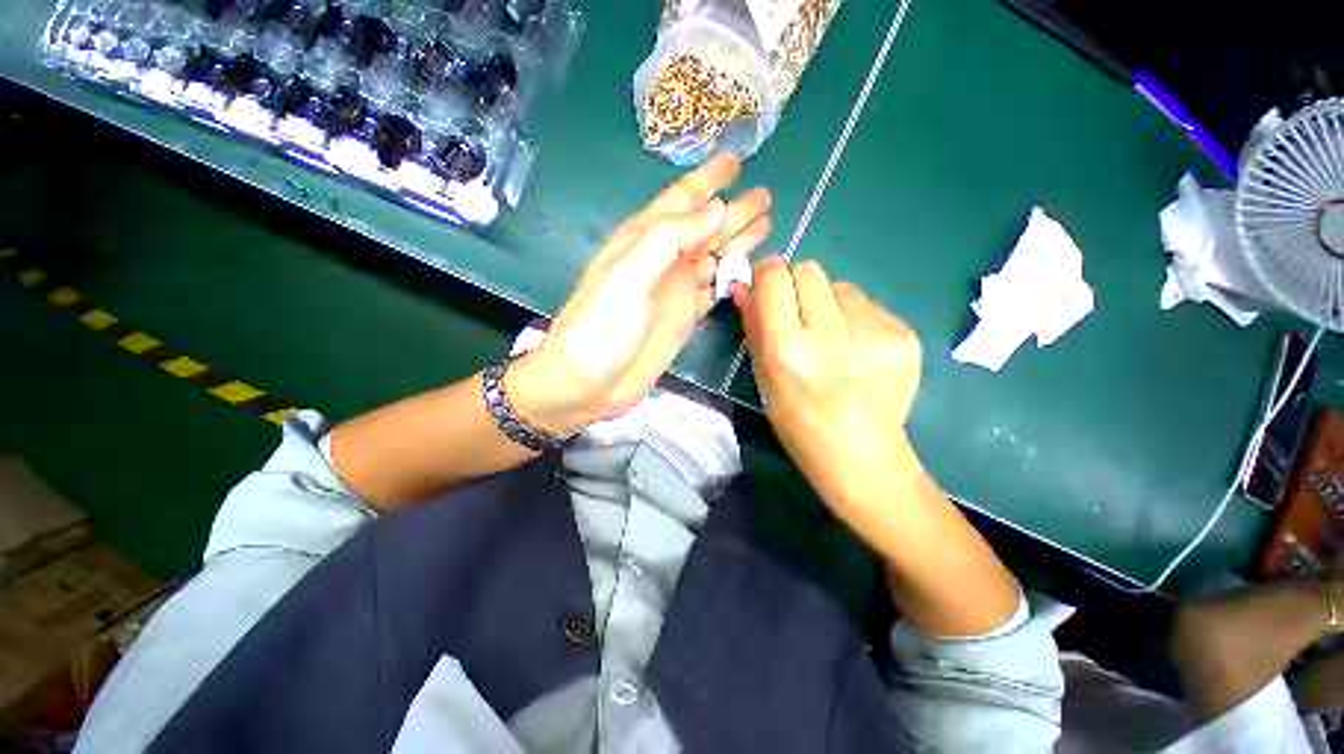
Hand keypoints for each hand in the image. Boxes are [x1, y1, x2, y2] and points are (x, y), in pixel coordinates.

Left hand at [509, 155, 771, 435]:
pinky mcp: (684, 316)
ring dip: (738, 241)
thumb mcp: (629, 276)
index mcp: (642, 241)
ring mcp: (675, 290)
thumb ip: (670, 239)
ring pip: (714, 256)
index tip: (735, 163)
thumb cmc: (601, 327)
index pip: (680, 201)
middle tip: (765, 196)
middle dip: (733, 210)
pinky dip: (732, 277)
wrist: (589, 382)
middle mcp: (662, 260)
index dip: (706, 181)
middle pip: (704, 228)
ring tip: (766, 224)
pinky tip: (749, 268)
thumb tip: (716, 211)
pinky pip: (714, 289)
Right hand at [733, 257, 922, 514]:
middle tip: (799, 317)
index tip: (767, 285)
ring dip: (829, 304)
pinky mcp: (904, 336)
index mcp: (788, 350)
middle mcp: (831, 336)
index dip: (767, 274)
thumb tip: (743, 284)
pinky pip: (869, 305)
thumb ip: (753, 325)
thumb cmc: (798, 422)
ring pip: (841, 285)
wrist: (860, 455)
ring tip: (833, 340)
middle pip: (809, 270)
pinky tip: (858, 351)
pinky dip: (856, 319)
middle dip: (797, 286)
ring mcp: (875, 334)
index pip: (775, 277)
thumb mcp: (764, 376)